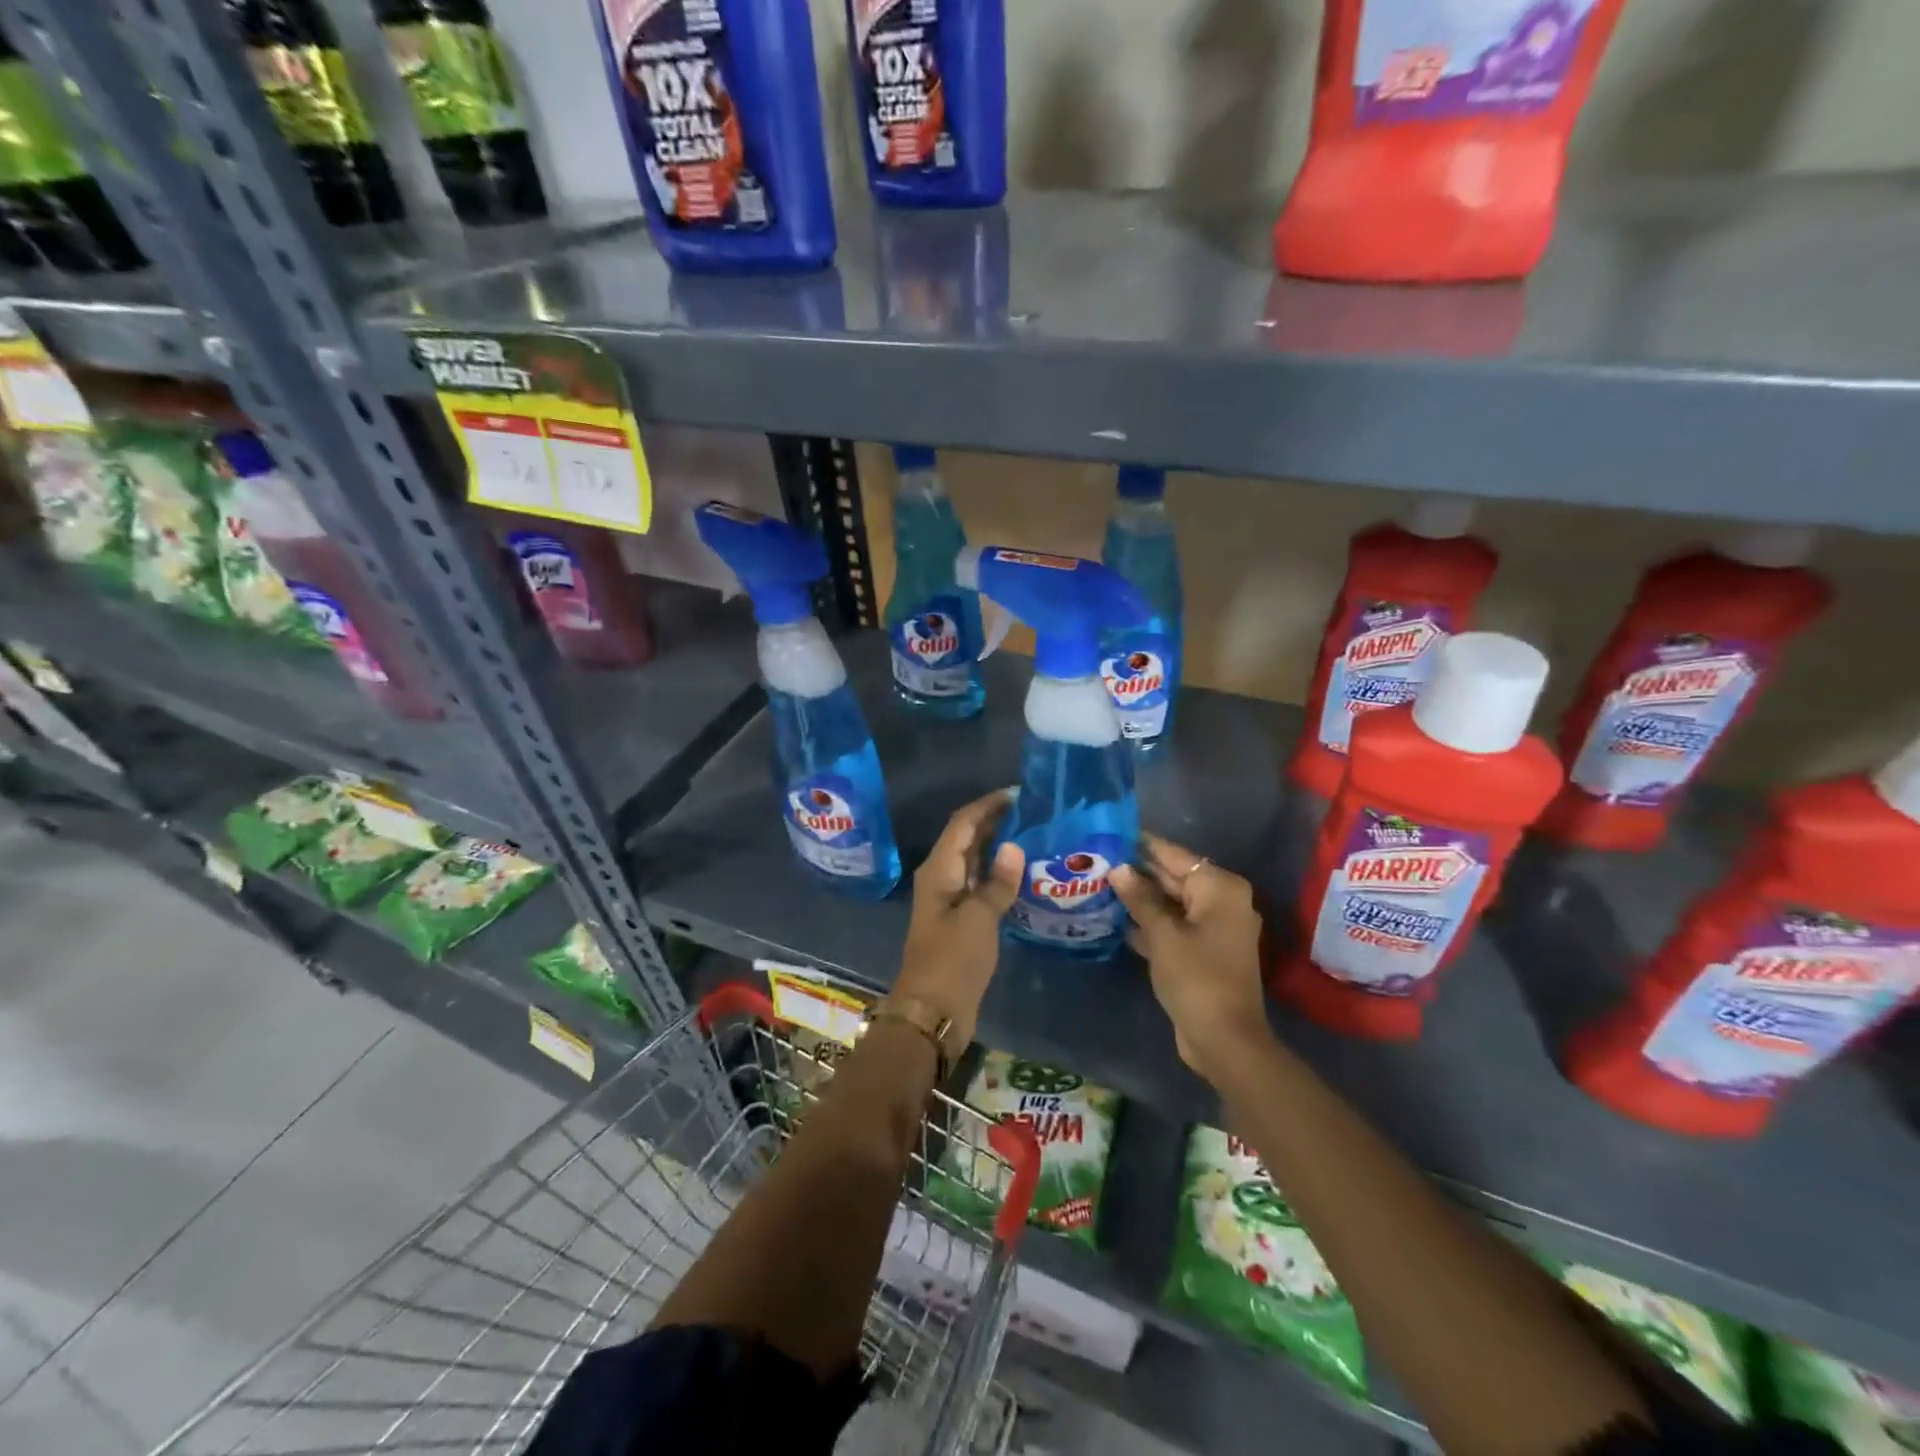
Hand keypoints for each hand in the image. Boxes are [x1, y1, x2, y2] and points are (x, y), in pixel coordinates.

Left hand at [894, 789, 1024, 1051]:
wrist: (932, 1012)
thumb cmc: (952, 961)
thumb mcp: (979, 919)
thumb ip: (998, 882)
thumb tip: (1014, 847)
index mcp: (939, 870)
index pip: (963, 823)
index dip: (987, 805)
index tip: (1019, 794)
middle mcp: (941, 878)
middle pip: (967, 838)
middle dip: (995, 822)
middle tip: (1034, 812)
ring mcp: (950, 900)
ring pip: (974, 861)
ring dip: (998, 847)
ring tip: (1034, 835)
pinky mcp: (960, 920)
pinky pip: (980, 885)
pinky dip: (998, 874)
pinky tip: (1023, 874)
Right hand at [1110, 833, 1269, 1081]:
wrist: (1224, 1039)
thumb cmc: (1195, 978)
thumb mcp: (1162, 934)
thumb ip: (1140, 897)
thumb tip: (1119, 868)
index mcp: (1219, 888)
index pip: (1174, 855)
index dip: (1142, 846)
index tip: (1110, 833)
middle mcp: (1223, 901)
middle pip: (1174, 878)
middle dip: (1138, 873)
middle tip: (1097, 861)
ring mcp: (1215, 928)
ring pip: (1172, 903)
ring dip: (1141, 899)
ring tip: (1099, 886)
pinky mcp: (1205, 951)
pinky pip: (1175, 926)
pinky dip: (1151, 923)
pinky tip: (1117, 919)